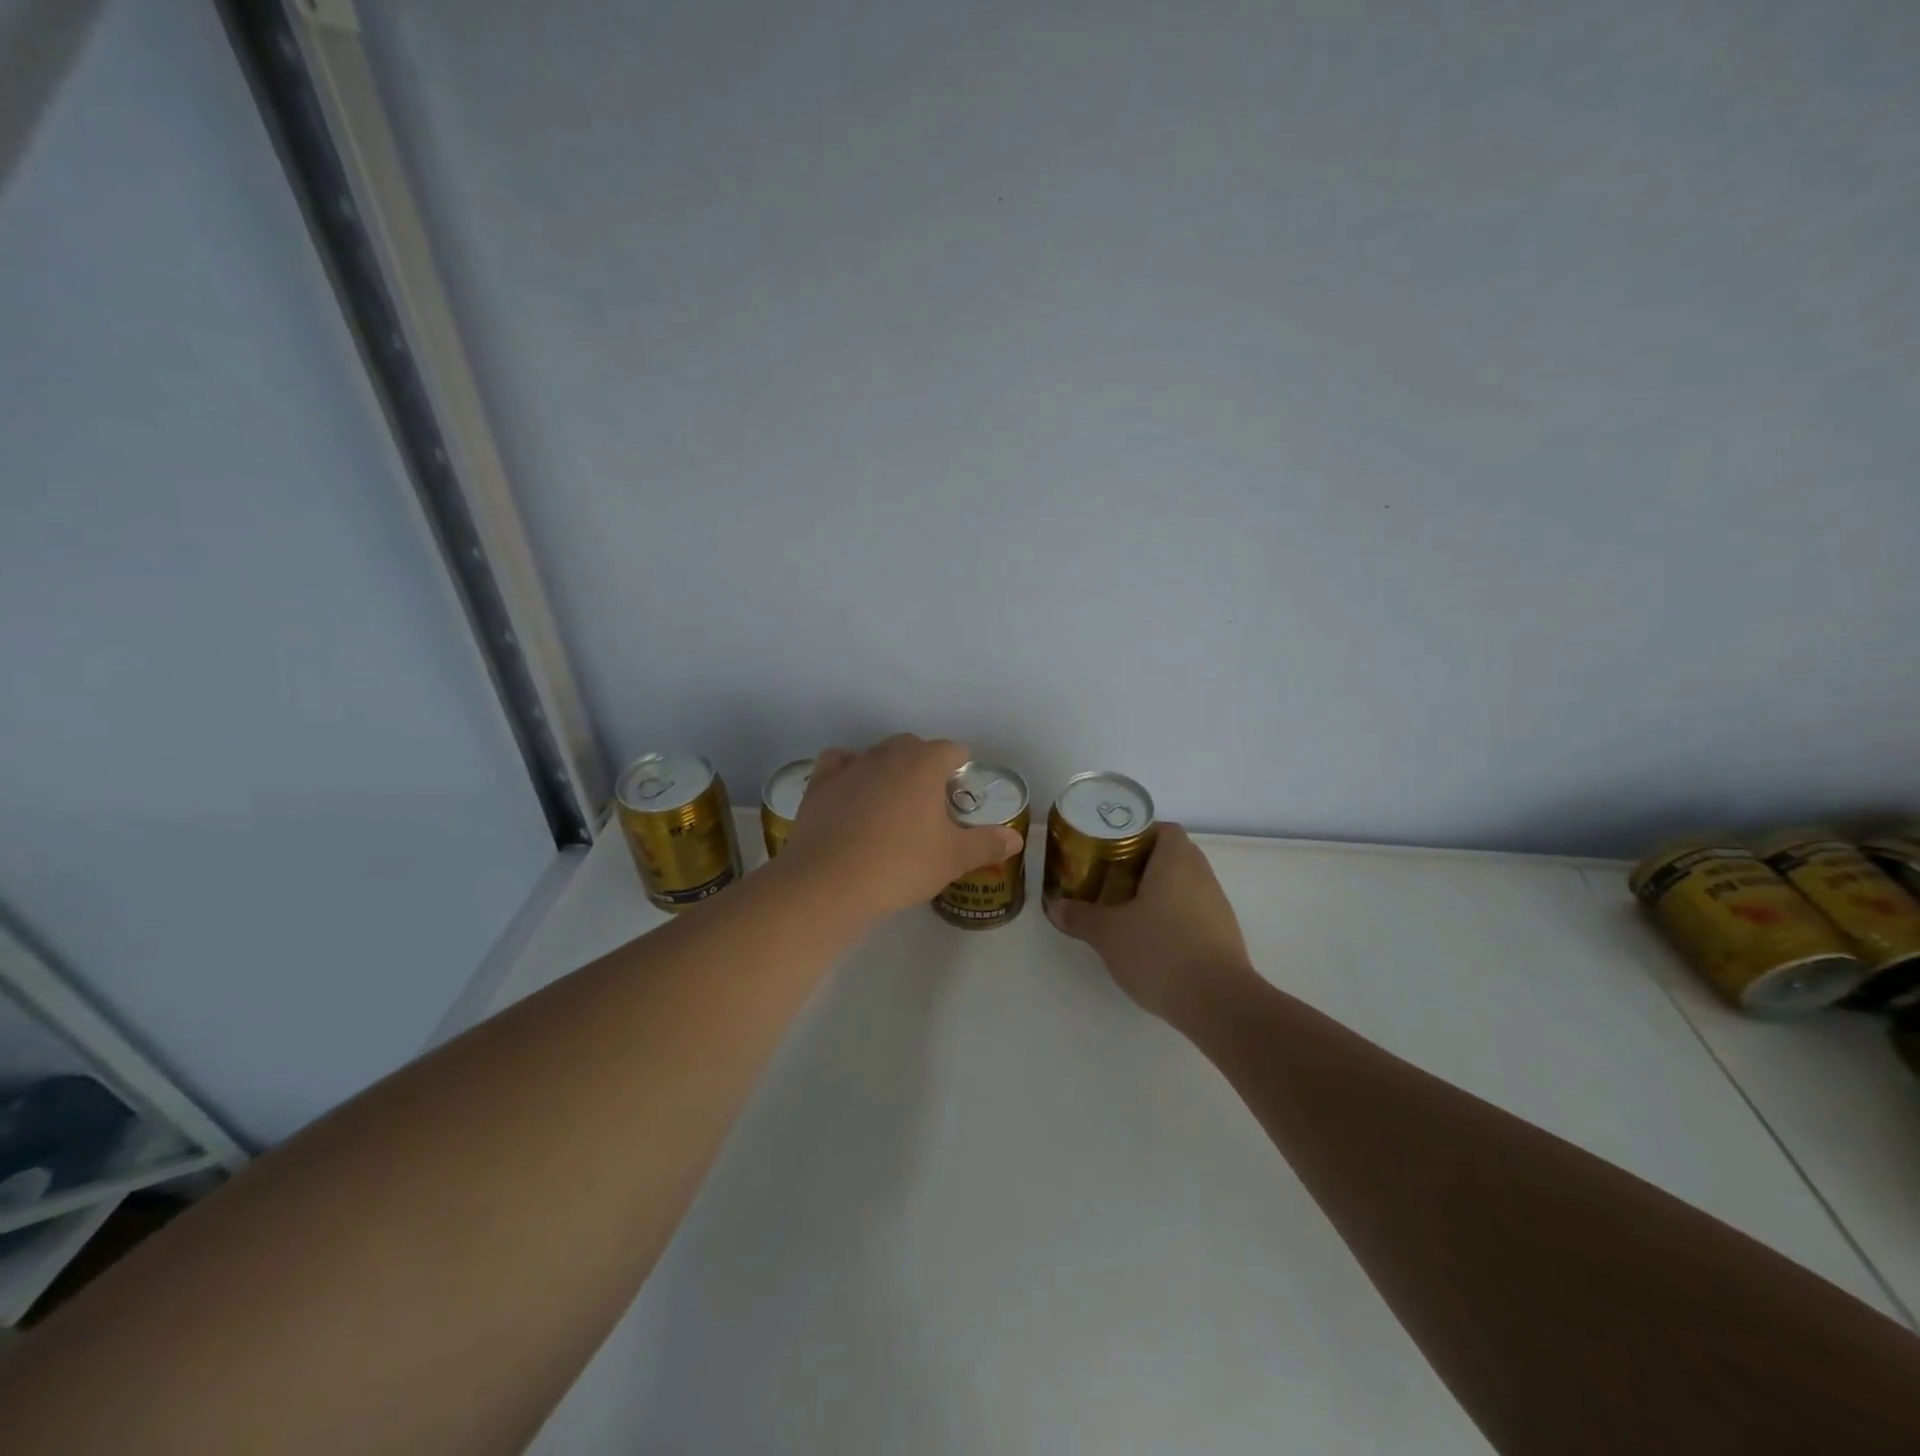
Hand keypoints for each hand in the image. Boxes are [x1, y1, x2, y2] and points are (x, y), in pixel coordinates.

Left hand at [777, 735, 1023, 920]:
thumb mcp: (952, 859)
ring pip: (878, 754)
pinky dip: (850, 771)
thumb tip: (1016, 837)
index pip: (953, 750)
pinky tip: (853, 793)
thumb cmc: (900, 866)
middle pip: (914, 747)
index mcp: (925, 764)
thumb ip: (987, 844)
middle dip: (926, 766)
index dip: (961, 768)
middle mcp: (888, 754)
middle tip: (930, 805)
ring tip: (893, 804)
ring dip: (890, 769)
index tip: (960, 793)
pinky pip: (840, 763)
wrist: (829, 882)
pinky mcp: (821, 782)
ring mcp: (851, 765)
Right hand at [1046, 824, 1255, 1022]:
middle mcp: (1202, 875)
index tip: (1110, 849)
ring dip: (1158, 894)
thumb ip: (1080, 916)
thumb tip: (1056, 906)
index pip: (1162, 829)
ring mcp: (1217, 906)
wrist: (1218, 1003)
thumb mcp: (1108, 933)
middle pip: (1171, 856)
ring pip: (1183, 886)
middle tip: (1109, 879)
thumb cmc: (1159, 950)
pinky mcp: (1224, 936)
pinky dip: (1173, 919)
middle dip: (1141, 865)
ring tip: (1126, 911)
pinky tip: (1151, 941)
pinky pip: (1193, 913)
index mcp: (1176, 860)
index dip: (1136, 834)